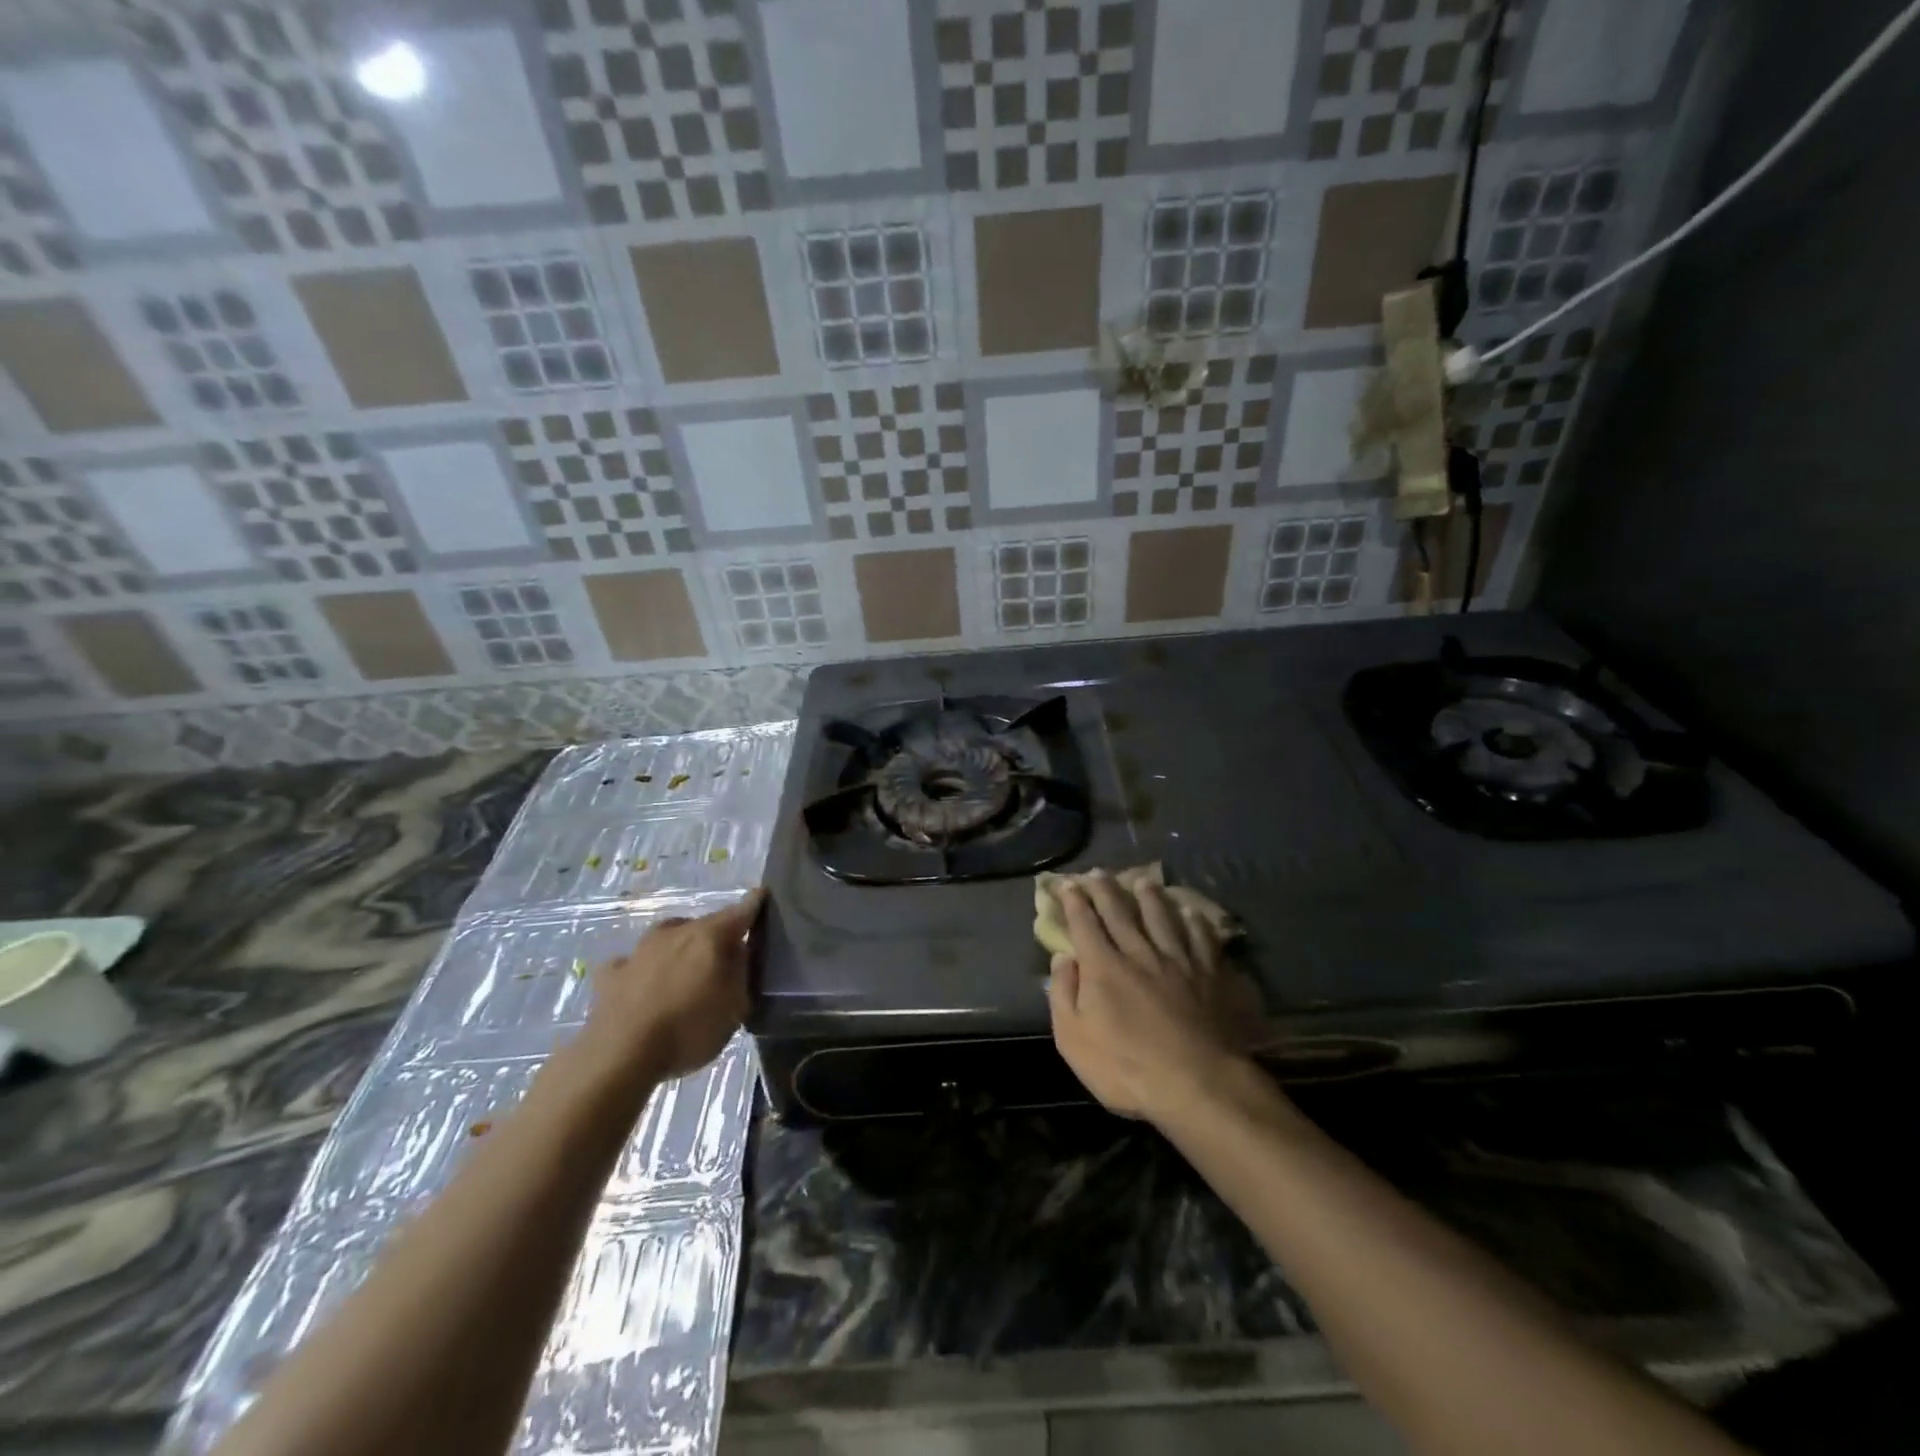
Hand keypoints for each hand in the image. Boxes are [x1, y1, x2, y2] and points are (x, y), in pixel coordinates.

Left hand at [580, 889, 763, 1081]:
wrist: (619, 1055)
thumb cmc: (688, 1029)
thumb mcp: (735, 1008)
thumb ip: (742, 973)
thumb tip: (740, 952)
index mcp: (710, 936)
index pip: (741, 911)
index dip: (755, 904)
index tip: (762, 894)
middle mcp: (676, 932)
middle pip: (704, 924)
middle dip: (716, 935)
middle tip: (724, 957)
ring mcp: (640, 950)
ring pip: (668, 938)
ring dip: (679, 948)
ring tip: (685, 970)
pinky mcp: (612, 974)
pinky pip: (633, 963)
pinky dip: (642, 970)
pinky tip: (642, 985)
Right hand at [1047, 873, 1258, 1122]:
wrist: (1198, 1084)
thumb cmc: (1127, 1068)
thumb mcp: (1074, 1040)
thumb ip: (1064, 995)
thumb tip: (1062, 958)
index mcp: (1103, 967)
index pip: (1084, 923)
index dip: (1073, 902)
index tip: (1067, 884)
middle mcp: (1139, 953)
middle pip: (1120, 912)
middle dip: (1105, 890)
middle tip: (1098, 872)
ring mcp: (1178, 961)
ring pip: (1161, 917)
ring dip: (1150, 896)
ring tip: (1143, 881)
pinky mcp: (1210, 974)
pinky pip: (1201, 938)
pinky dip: (1194, 921)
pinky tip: (1191, 912)